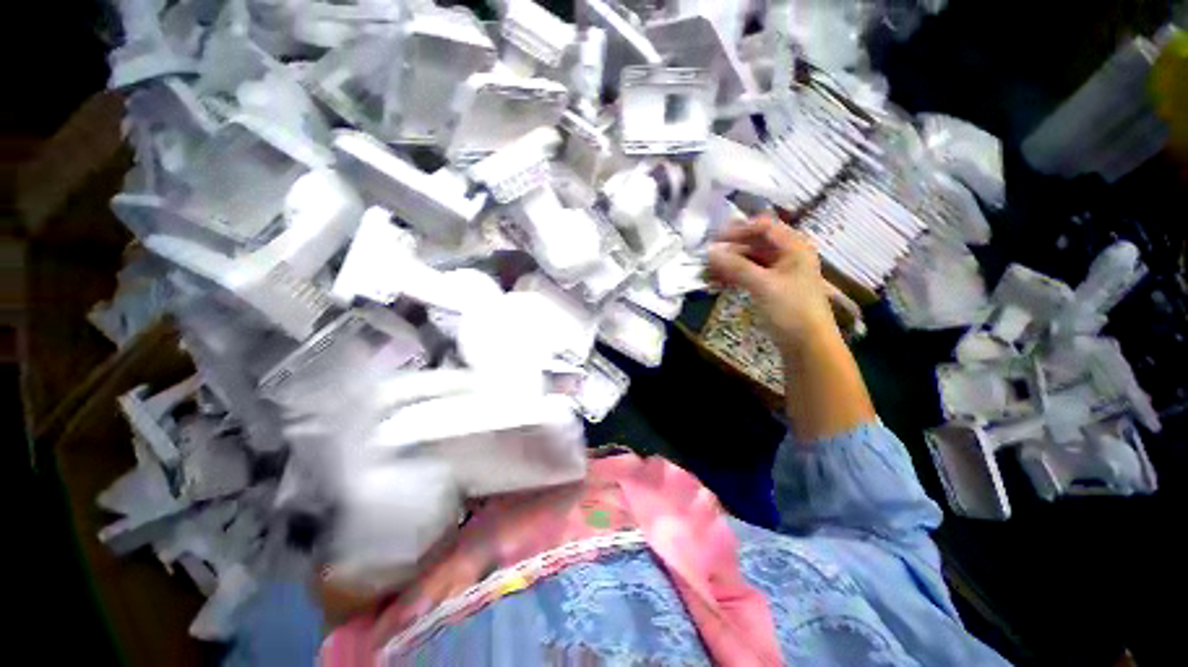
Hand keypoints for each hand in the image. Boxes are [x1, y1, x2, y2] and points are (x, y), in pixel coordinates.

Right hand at [707, 214, 836, 354]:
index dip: (739, 230)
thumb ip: (736, 266)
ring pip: (751, 261)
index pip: (764, 227)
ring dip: (730, 264)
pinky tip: (718, 282)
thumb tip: (710, 252)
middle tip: (708, 258)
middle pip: (756, 244)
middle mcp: (788, 256)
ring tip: (708, 272)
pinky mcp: (772, 289)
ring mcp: (780, 273)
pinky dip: (735, 277)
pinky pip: (750, 276)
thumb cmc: (790, 309)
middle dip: (731, 249)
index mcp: (794, 247)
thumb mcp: (763, 285)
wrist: (808, 345)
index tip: (715, 239)